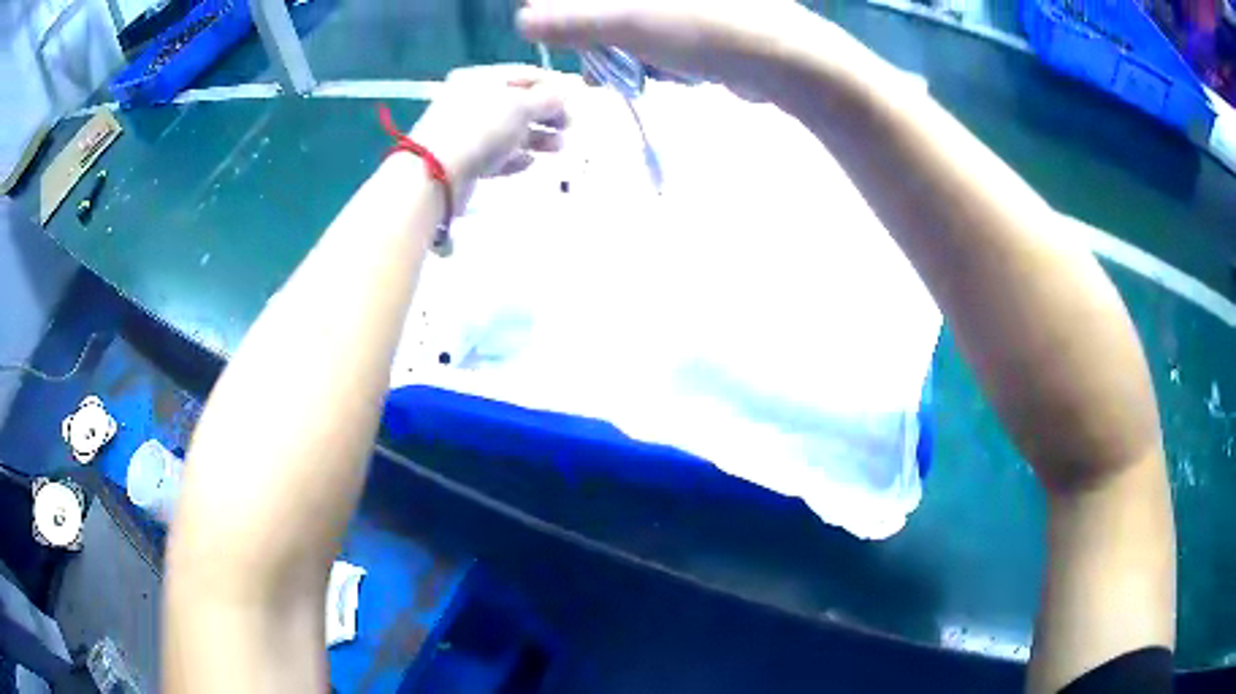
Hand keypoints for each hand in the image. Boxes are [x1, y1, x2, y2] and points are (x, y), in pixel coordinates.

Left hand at [410, 65, 575, 210]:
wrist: (435, 174)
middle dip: (547, 114)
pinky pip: (495, 154)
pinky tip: (530, 163)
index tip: (579, 98)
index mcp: (482, 78)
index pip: (526, 74)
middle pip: (518, 103)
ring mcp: (466, 130)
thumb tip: (567, 91)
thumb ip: (549, 98)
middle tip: (570, 127)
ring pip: (509, 130)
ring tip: (558, 149)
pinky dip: (514, 157)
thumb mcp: (521, 106)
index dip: (555, 84)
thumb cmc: (481, 129)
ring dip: (536, 137)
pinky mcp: (464, 159)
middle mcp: (472, 100)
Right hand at [517, 0, 816, 98]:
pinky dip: (658, 56)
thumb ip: (572, 19)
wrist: (784, 59)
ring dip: (628, 51)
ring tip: (641, 73)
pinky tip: (671, 72)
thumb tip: (523, 21)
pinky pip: (664, 37)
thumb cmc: (704, 29)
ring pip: (635, 25)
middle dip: (599, 37)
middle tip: (599, 66)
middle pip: (609, 11)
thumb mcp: (627, 21)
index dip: (569, 14)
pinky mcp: (704, 24)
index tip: (563, 37)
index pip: (586, 1)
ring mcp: (686, 8)